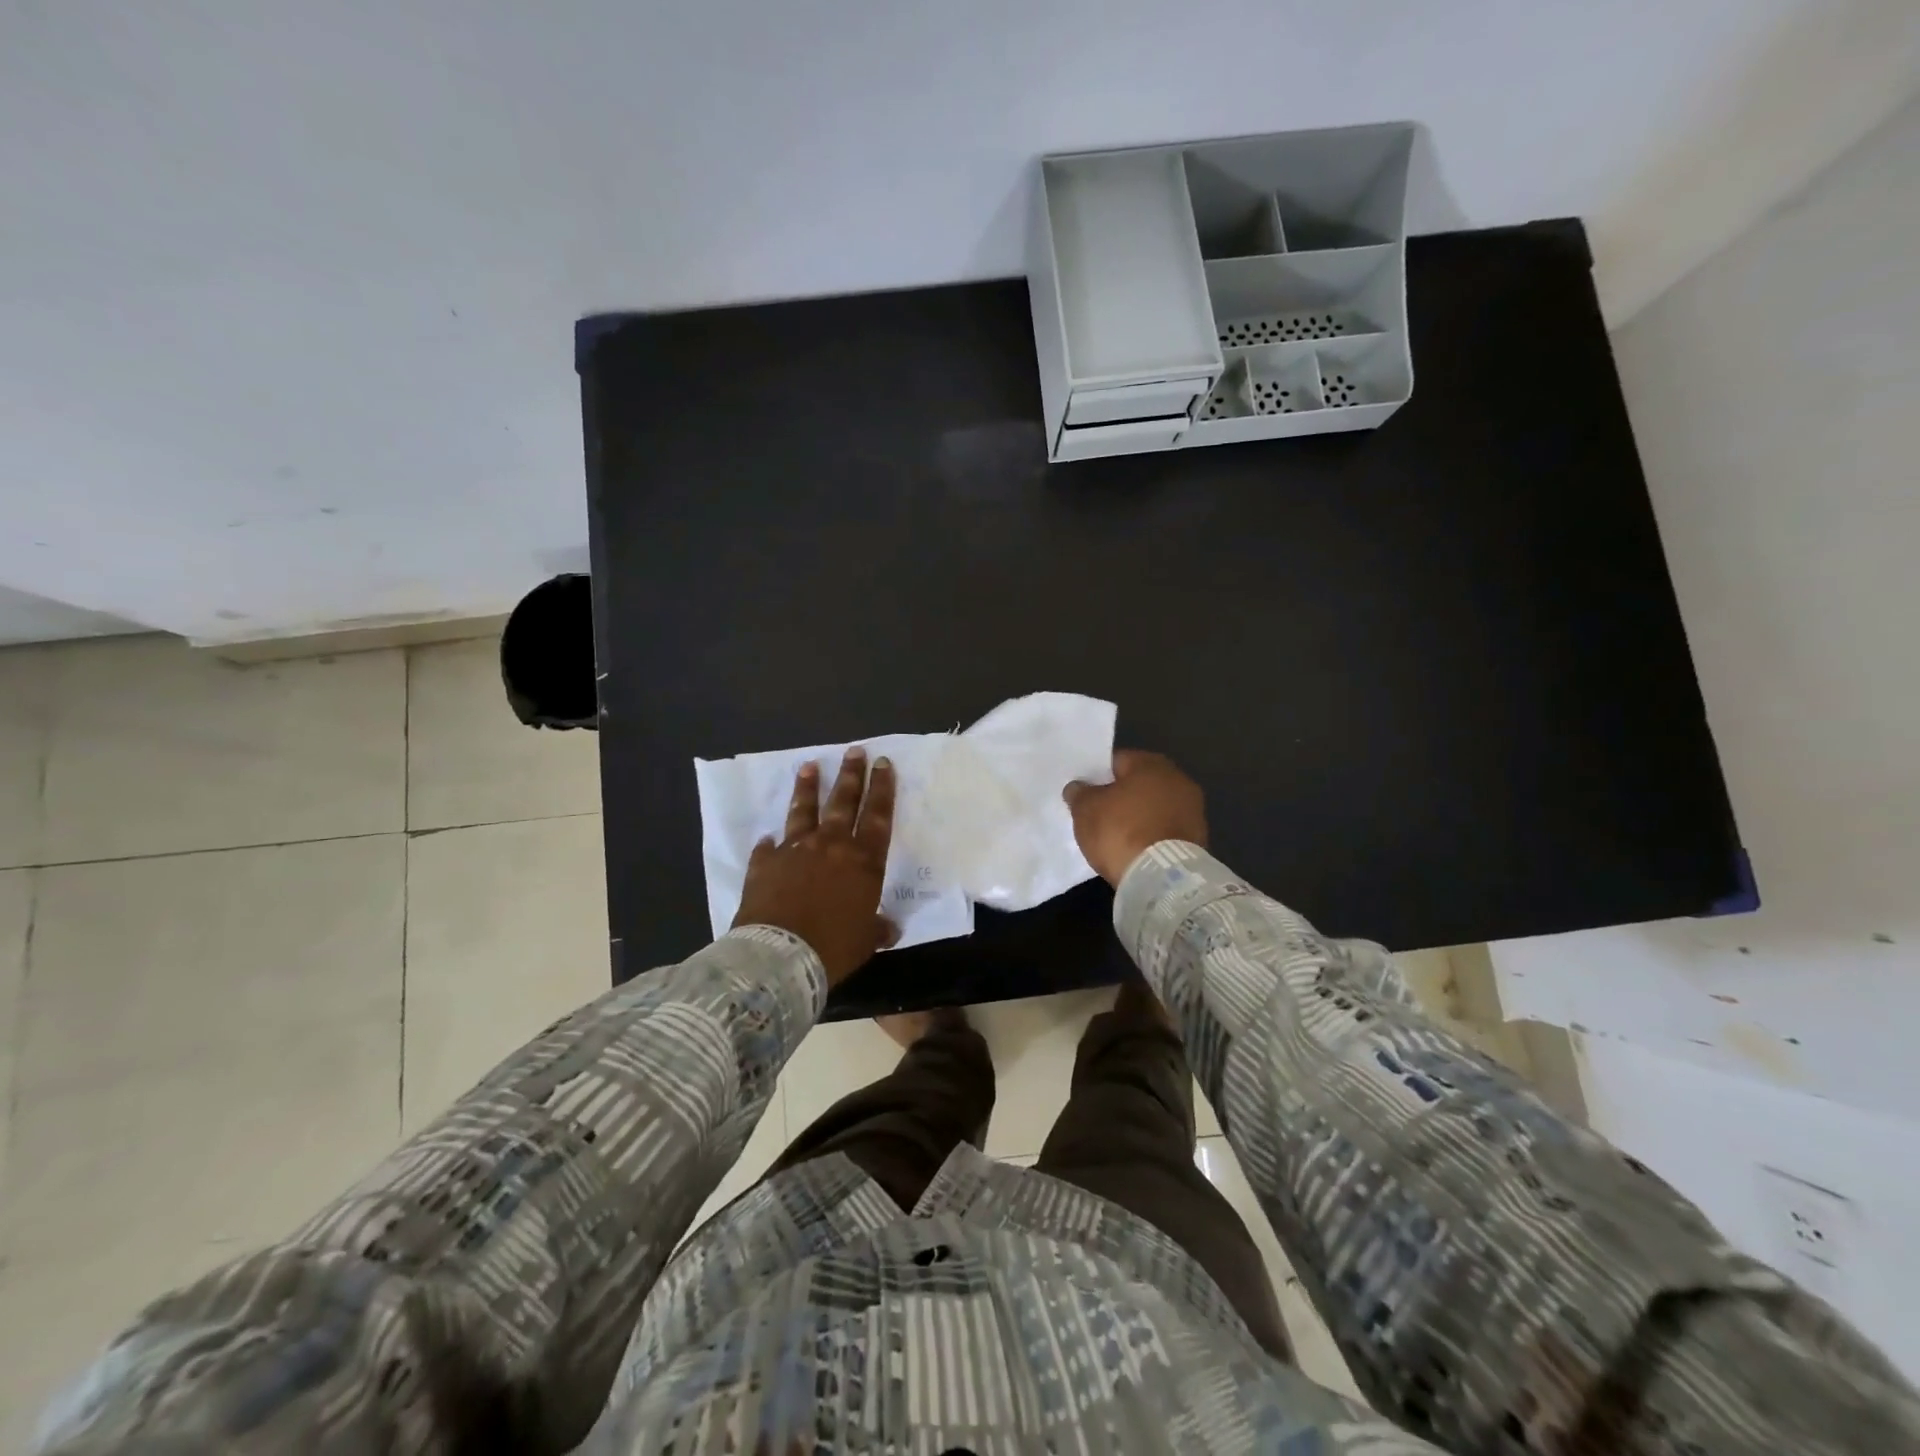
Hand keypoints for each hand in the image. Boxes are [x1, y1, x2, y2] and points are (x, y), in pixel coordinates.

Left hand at [733, 747, 897, 985]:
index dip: (882, 789)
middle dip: (851, 775)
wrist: (780, 954)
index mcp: (863, 861)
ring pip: (805, 811)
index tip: (883, 764)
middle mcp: (831, 846)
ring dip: (808, 788)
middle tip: (855, 751)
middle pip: (844, 802)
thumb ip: (878, 928)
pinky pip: (768, 848)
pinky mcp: (765, 864)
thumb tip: (889, 928)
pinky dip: (770, 842)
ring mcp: (795, 851)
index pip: (878, 816)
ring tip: (809, 766)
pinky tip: (767, 836)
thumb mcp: (866, 940)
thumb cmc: (834, 946)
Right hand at [1062, 749, 1206, 885]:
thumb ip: (1079, 793)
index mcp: (1151, 763)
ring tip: (1118, 835)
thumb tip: (1078, 787)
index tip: (1085, 794)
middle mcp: (1178, 778)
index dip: (1097, 776)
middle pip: (1139, 784)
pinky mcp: (1199, 838)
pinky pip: (1166, 829)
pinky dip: (1153, 835)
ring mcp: (1193, 809)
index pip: (1117, 761)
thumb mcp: (1086, 810)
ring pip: (1155, 807)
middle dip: (1121, 796)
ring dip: (1140, 816)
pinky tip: (1137, 849)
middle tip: (1099, 814)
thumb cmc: (1121, 831)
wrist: (1162, 878)